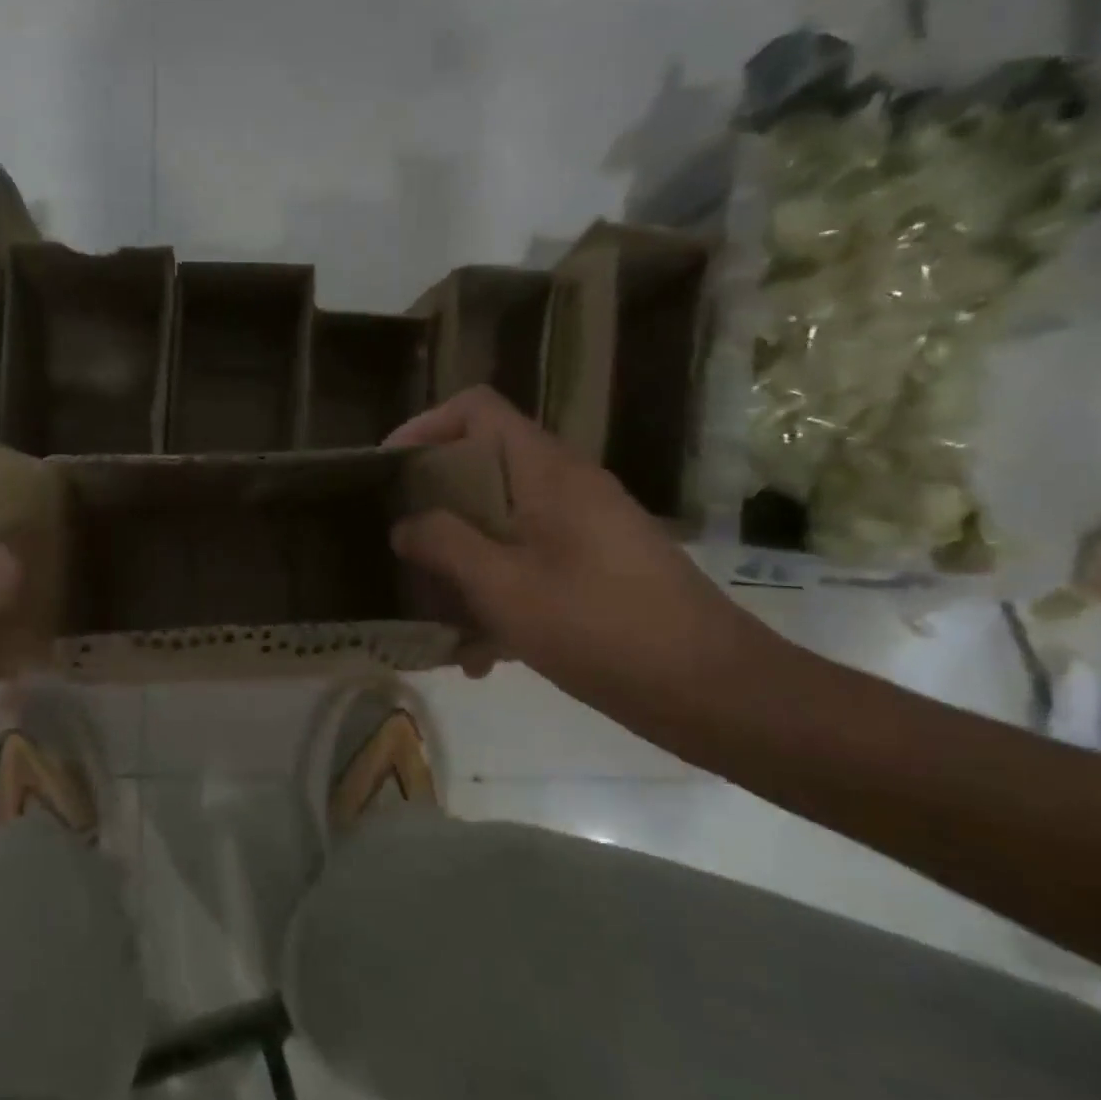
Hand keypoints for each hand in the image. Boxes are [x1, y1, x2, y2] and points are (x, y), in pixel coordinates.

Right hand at [388, 387, 765, 718]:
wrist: (711, 690)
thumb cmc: (599, 627)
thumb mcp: (504, 587)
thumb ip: (446, 546)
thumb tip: (405, 524)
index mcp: (547, 472)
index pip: (477, 410)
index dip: (426, 426)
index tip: (389, 470)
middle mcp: (566, 488)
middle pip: (483, 470)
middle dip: (434, 510)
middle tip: (400, 550)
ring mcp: (584, 529)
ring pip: (502, 526)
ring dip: (462, 567)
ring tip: (435, 620)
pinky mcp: (595, 569)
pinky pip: (529, 565)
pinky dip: (498, 598)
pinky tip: (482, 657)